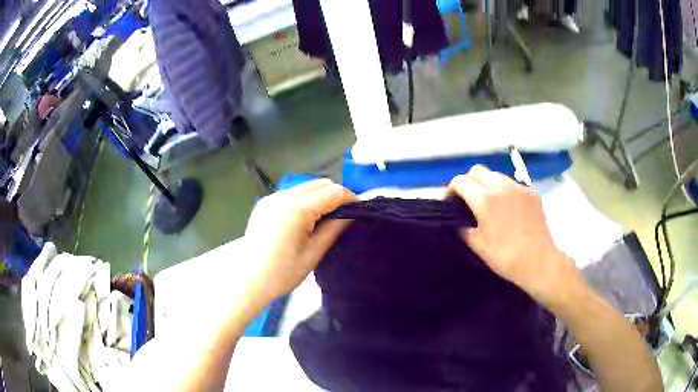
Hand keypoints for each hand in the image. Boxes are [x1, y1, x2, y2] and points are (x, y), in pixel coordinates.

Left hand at [243, 179, 355, 302]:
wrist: (247, 282)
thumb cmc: (281, 275)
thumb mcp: (313, 255)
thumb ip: (334, 230)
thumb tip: (352, 215)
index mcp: (296, 209)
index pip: (333, 192)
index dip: (351, 199)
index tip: (360, 211)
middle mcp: (283, 196)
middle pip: (319, 184)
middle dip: (336, 195)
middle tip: (344, 216)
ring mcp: (271, 198)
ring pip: (306, 187)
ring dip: (320, 197)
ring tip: (325, 219)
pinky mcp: (264, 203)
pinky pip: (292, 193)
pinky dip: (305, 200)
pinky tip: (305, 220)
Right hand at [447, 166, 580, 306]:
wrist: (539, 261)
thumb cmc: (506, 257)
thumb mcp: (478, 246)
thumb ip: (464, 229)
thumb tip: (458, 222)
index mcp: (485, 200)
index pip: (460, 181)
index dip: (451, 189)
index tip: (450, 202)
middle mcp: (502, 187)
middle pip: (478, 170)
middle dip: (468, 181)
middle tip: (468, 199)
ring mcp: (519, 188)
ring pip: (496, 175)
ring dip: (487, 184)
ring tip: (489, 203)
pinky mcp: (532, 193)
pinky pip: (513, 185)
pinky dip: (505, 191)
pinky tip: (509, 209)